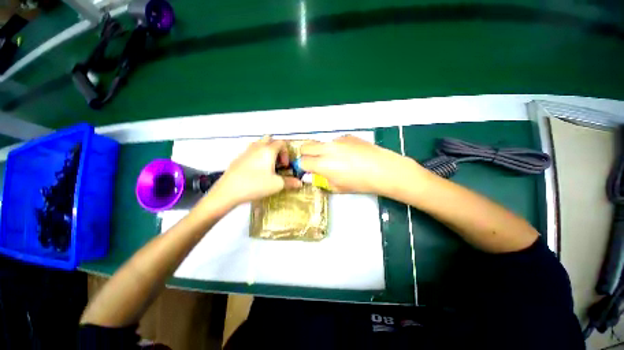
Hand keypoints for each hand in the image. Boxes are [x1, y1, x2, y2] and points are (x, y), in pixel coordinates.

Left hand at [208, 136, 301, 207]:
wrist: (228, 191)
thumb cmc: (256, 185)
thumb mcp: (277, 185)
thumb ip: (290, 182)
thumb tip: (300, 183)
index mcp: (268, 150)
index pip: (281, 143)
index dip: (286, 153)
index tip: (285, 166)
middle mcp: (257, 147)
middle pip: (270, 140)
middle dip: (276, 149)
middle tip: (277, 162)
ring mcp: (246, 151)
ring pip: (259, 144)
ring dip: (266, 151)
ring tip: (268, 166)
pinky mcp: (238, 158)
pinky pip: (251, 151)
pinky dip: (257, 156)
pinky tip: (256, 171)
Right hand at [299, 135, 422, 194]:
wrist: (383, 169)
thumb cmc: (359, 183)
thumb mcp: (337, 187)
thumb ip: (320, 180)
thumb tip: (310, 176)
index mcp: (323, 164)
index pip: (302, 161)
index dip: (303, 167)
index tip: (308, 170)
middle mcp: (327, 149)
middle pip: (305, 146)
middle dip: (306, 154)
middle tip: (315, 163)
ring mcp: (337, 140)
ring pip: (320, 143)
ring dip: (321, 150)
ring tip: (336, 160)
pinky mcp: (347, 136)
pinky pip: (334, 141)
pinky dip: (335, 147)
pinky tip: (349, 155)